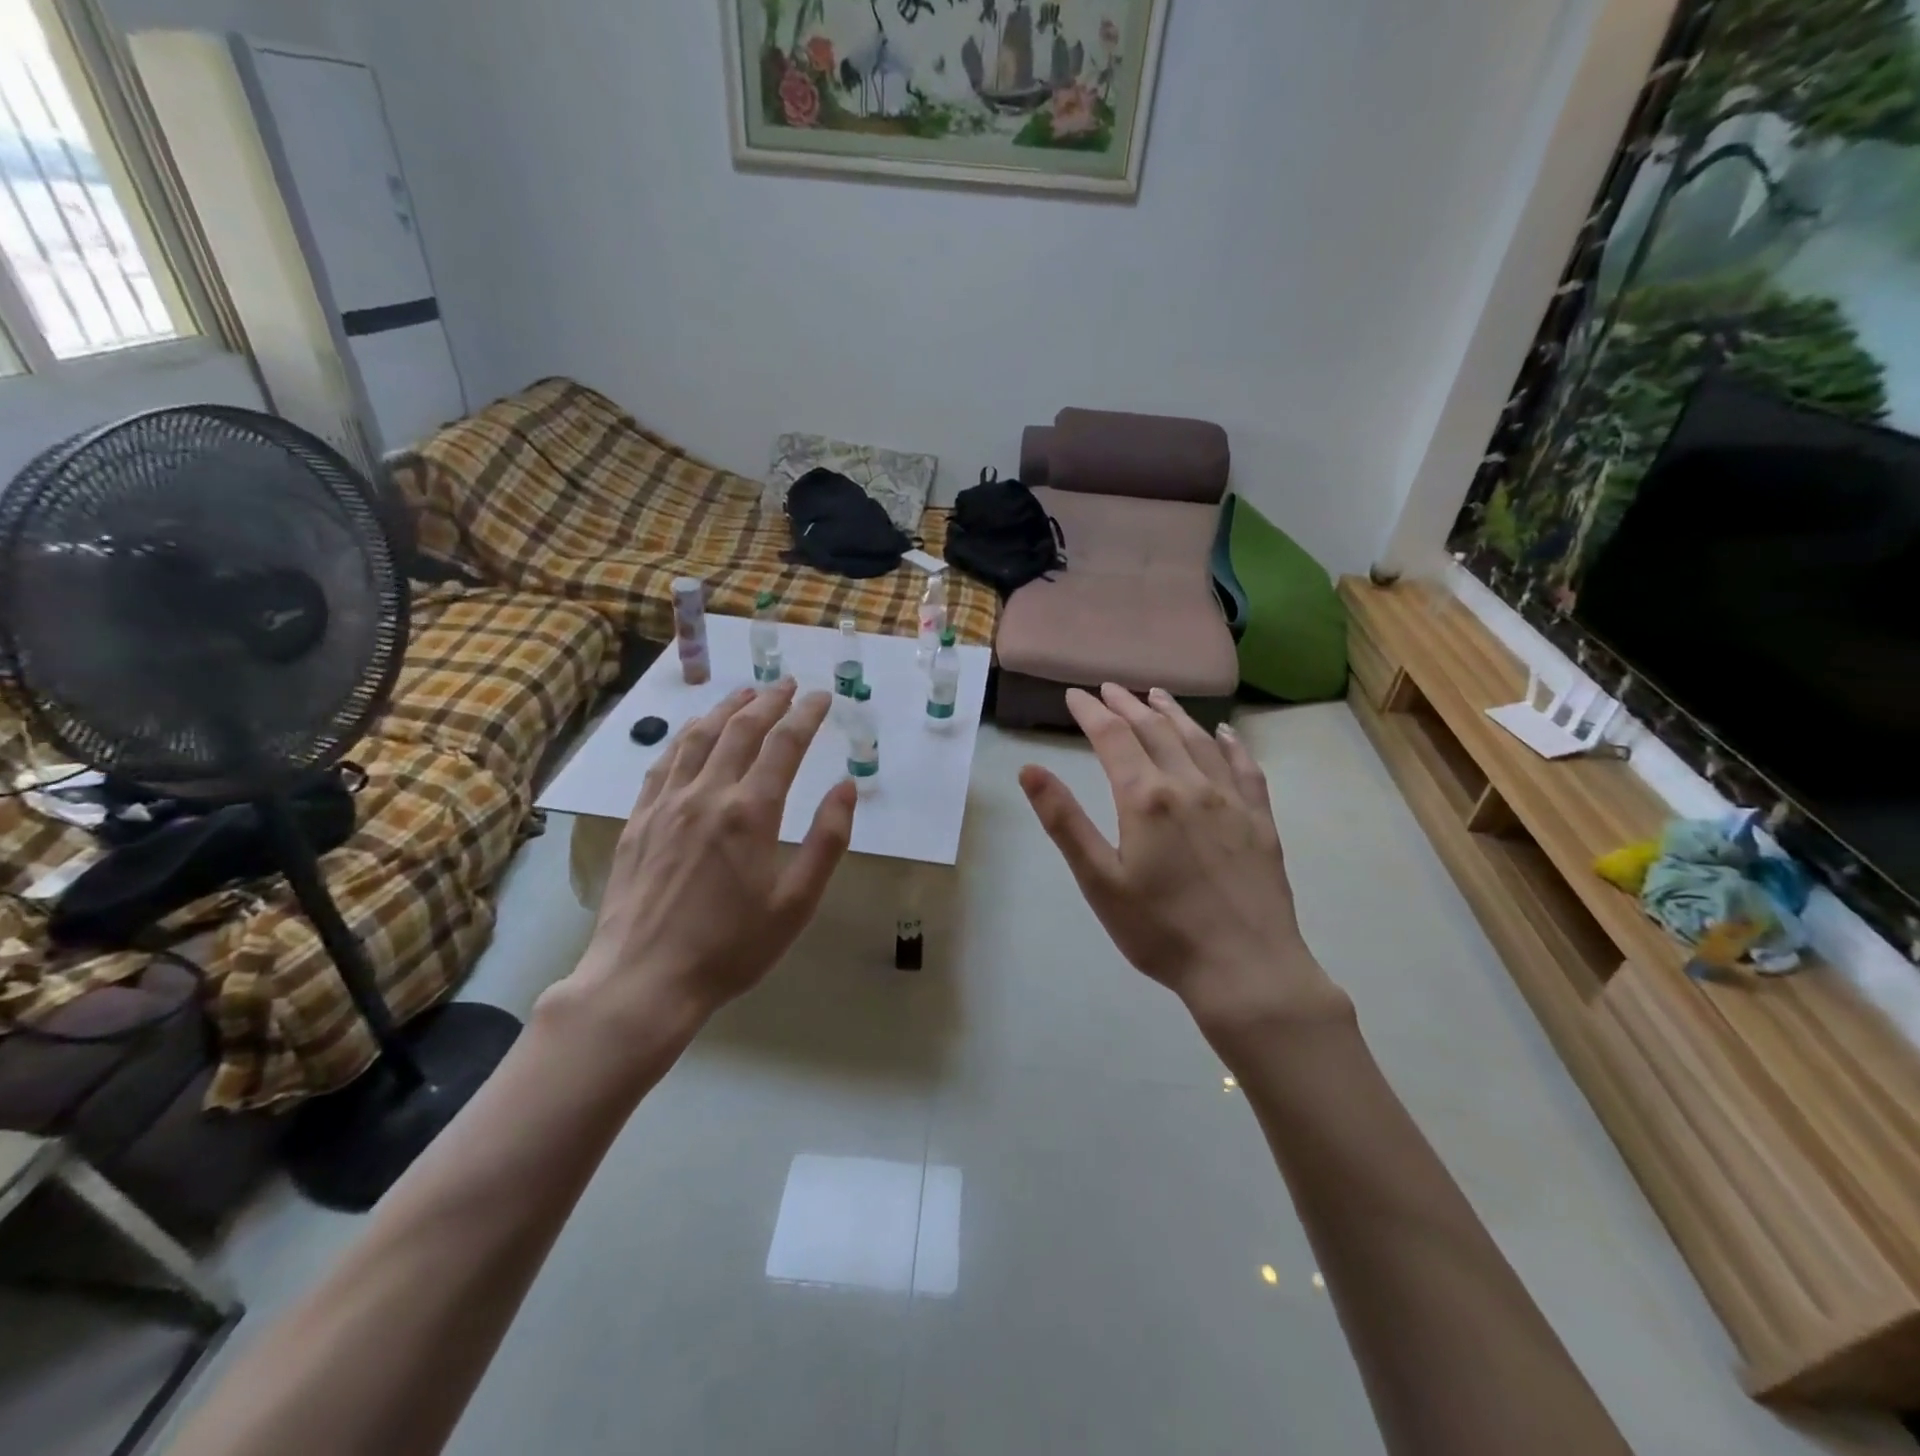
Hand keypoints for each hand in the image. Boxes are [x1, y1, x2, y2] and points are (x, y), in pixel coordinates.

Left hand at [561, 680, 856, 1031]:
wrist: (644, 980)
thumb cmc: (731, 947)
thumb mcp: (796, 902)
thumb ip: (826, 840)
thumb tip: (846, 787)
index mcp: (750, 812)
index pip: (784, 744)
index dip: (806, 715)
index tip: (821, 697)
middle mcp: (707, 794)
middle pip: (740, 729)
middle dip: (768, 701)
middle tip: (787, 685)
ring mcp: (666, 804)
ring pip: (698, 737)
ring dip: (726, 709)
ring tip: (745, 694)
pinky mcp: (638, 820)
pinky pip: (663, 762)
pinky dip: (685, 737)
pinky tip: (693, 732)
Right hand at [1019, 685, 1347, 1037]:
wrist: (1246, 969)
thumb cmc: (1160, 930)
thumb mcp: (1099, 880)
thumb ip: (1064, 821)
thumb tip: (1030, 769)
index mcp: (1145, 798)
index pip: (1112, 738)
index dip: (1091, 712)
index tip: (1075, 695)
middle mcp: (1189, 785)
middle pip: (1154, 730)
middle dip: (1127, 705)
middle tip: (1109, 688)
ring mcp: (1230, 800)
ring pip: (1198, 740)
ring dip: (1173, 714)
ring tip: (1155, 695)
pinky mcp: (1259, 819)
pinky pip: (1244, 767)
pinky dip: (1230, 743)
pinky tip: (1223, 733)